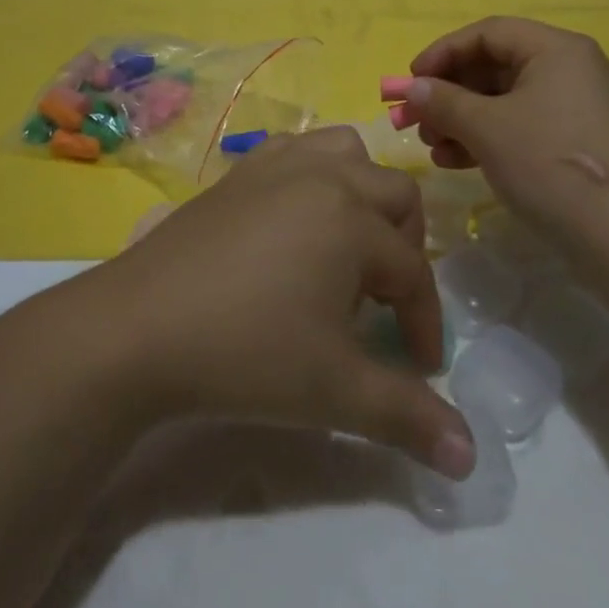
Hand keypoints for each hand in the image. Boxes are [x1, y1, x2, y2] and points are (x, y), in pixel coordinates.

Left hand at [79, 128, 476, 478]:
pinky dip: (315, 171)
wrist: (137, 329)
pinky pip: (296, 149)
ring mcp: (277, 165)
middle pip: (395, 195)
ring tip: (350, 244)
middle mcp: (324, 176)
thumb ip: (407, 419)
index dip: (425, 323)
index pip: (413, 272)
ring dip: (364, 192)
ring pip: (347, 153)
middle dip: (407, 247)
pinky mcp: (239, 170)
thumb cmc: (245, 353)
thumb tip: (470, 458)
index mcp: (353, 220)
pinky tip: (297, 215)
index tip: (421, 366)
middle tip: (388, 301)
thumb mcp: (334, 390)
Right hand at [406, 17, 608, 238]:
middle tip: (416, 121)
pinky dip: (491, 139)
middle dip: (451, 93)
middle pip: (497, 67)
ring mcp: (581, 108)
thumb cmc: (550, 164)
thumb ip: (444, 102)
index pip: (488, 33)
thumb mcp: (487, 129)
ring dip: (465, 120)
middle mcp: (573, 69)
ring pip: (508, 101)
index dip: (443, 53)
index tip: (410, 81)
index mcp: (557, 49)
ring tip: (434, 149)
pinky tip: (460, 163)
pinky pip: (526, 127)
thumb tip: (412, 88)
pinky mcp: (582, 144)